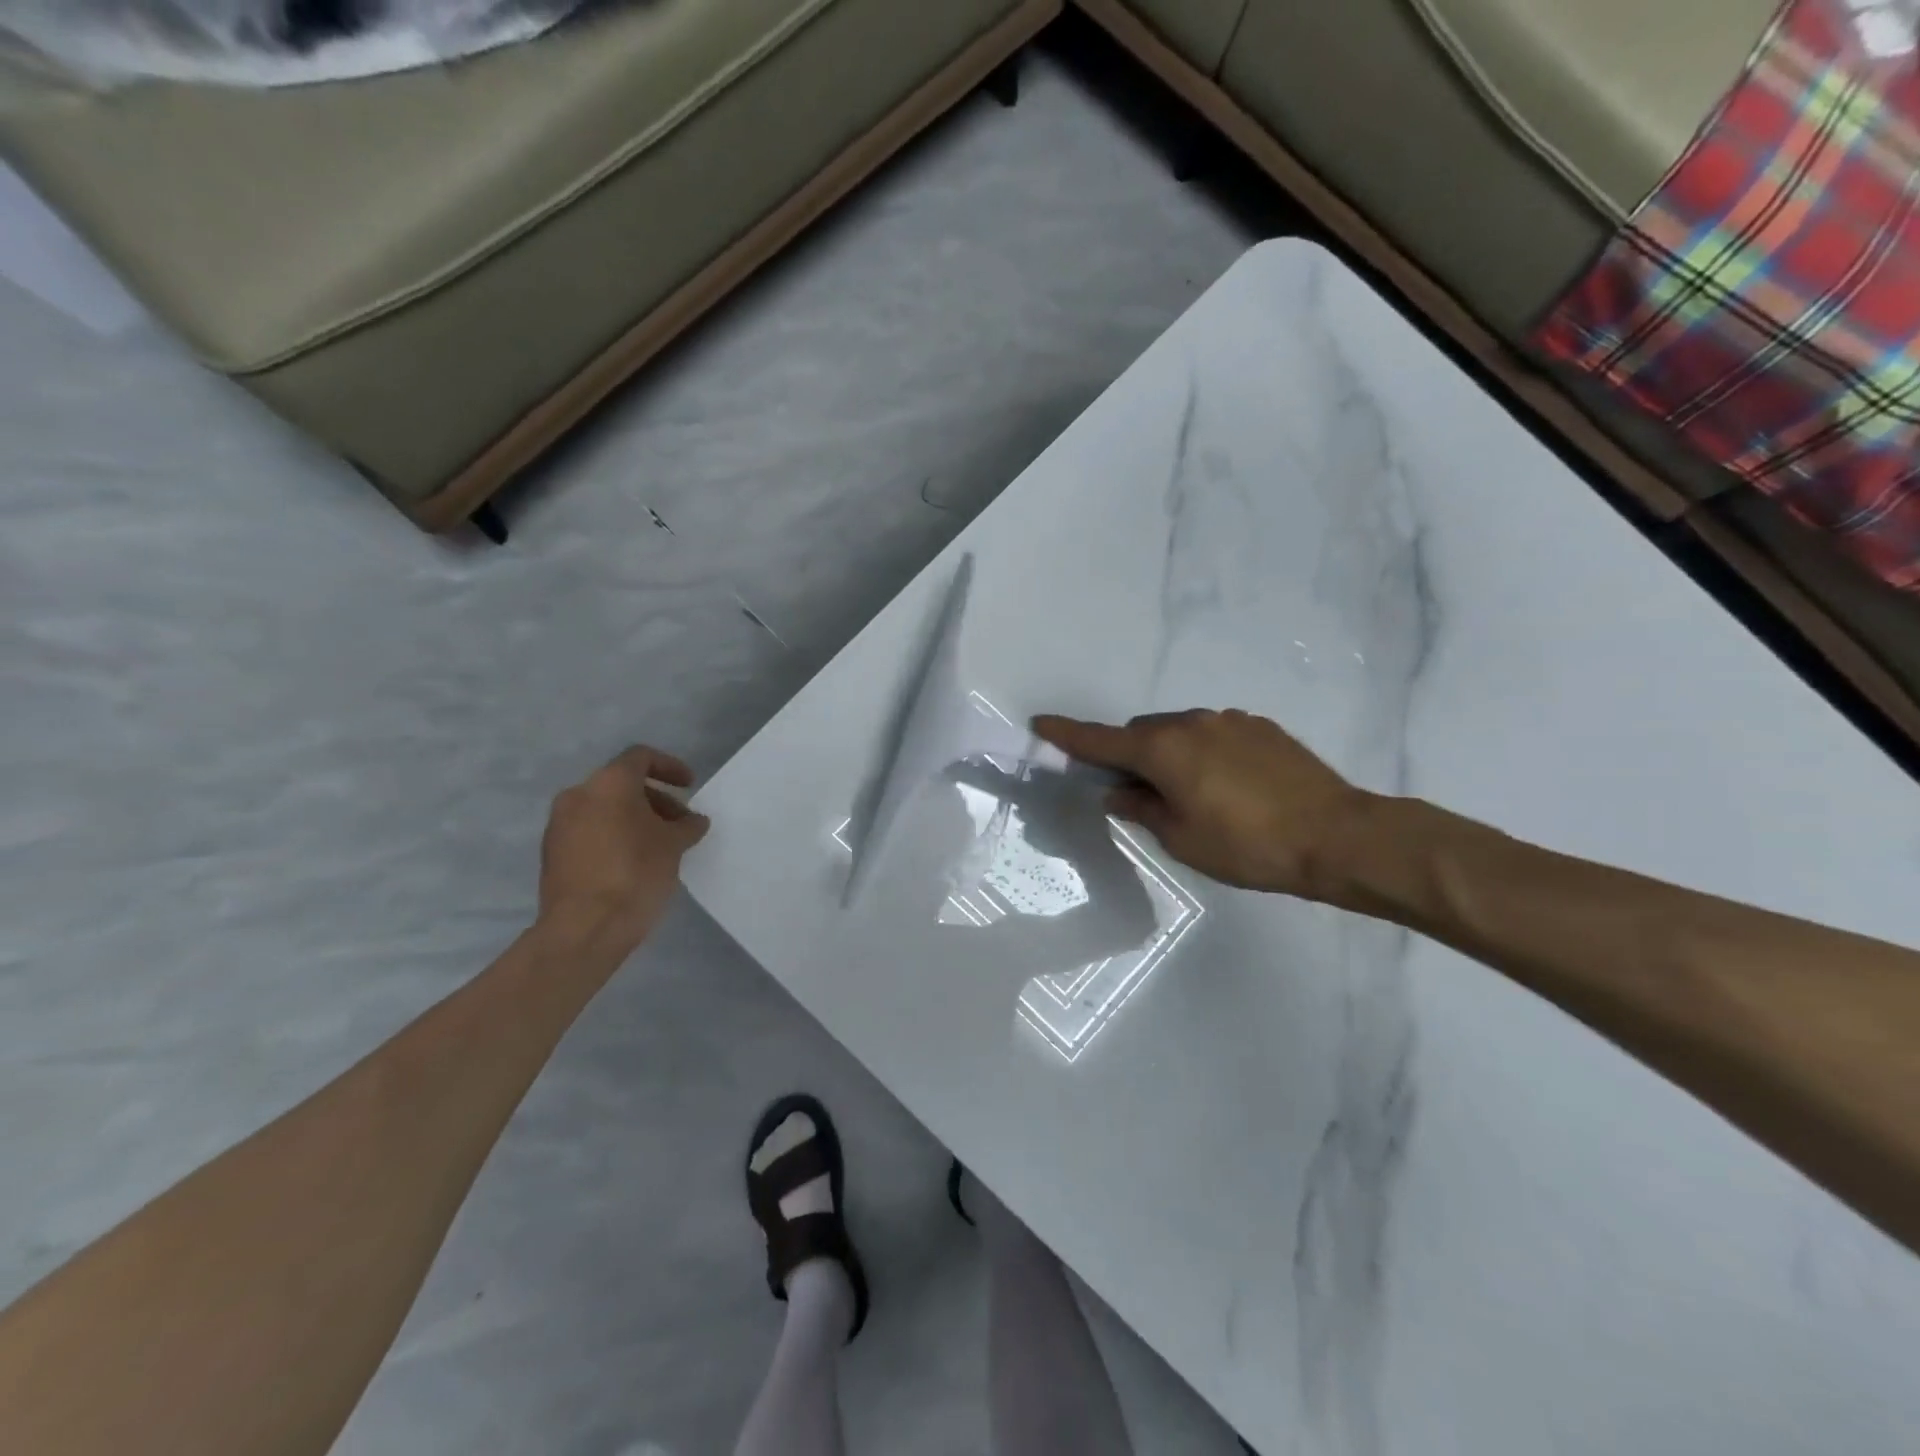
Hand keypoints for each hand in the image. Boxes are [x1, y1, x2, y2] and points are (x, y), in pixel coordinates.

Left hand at [538, 746, 710, 949]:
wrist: (584, 928)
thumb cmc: (636, 873)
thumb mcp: (674, 845)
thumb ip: (687, 825)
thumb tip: (693, 821)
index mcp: (609, 783)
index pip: (641, 757)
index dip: (670, 767)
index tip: (689, 786)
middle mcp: (578, 795)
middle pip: (622, 784)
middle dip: (655, 800)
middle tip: (680, 824)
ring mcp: (559, 825)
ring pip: (604, 809)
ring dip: (634, 819)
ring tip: (660, 846)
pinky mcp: (552, 854)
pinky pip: (589, 832)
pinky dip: (614, 836)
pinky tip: (634, 863)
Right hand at [1032, 709, 1371, 898]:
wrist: (1337, 836)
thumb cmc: (1247, 846)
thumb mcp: (1182, 838)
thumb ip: (1142, 809)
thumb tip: (1117, 792)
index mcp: (1164, 749)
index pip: (1101, 740)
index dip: (1068, 735)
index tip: (1040, 724)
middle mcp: (1192, 723)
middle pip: (1142, 732)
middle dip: (1130, 755)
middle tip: (1137, 792)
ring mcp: (1230, 721)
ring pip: (1180, 732)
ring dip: (1170, 754)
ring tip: (1190, 794)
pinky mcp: (1261, 727)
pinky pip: (1214, 734)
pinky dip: (1203, 753)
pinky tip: (1227, 786)